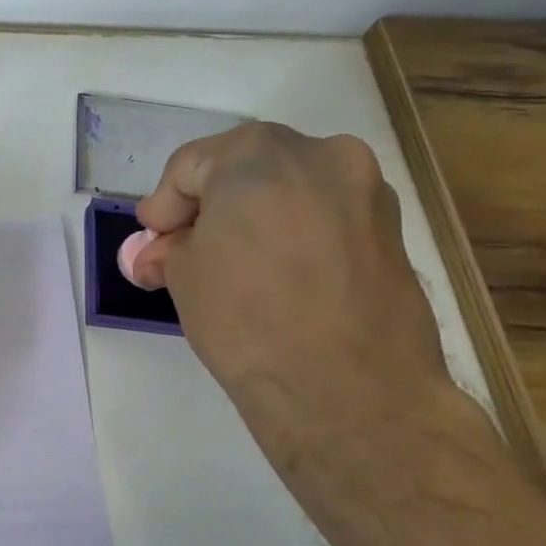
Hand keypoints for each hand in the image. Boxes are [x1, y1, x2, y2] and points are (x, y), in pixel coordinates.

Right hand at [128, 123, 451, 428]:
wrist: (348, 390)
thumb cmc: (247, 317)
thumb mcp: (183, 276)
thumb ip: (170, 250)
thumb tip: (159, 253)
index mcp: (258, 154)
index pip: (189, 167)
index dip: (163, 206)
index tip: (153, 244)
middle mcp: (320, 155)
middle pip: (243, 170)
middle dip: (208, 208)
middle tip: (184, 251)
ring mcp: (366, 191)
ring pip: (289, 191)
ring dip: (252, 219)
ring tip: (232, 267)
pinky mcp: (392, 232)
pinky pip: (324, 218)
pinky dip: (293, 235)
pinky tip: (276, 277)